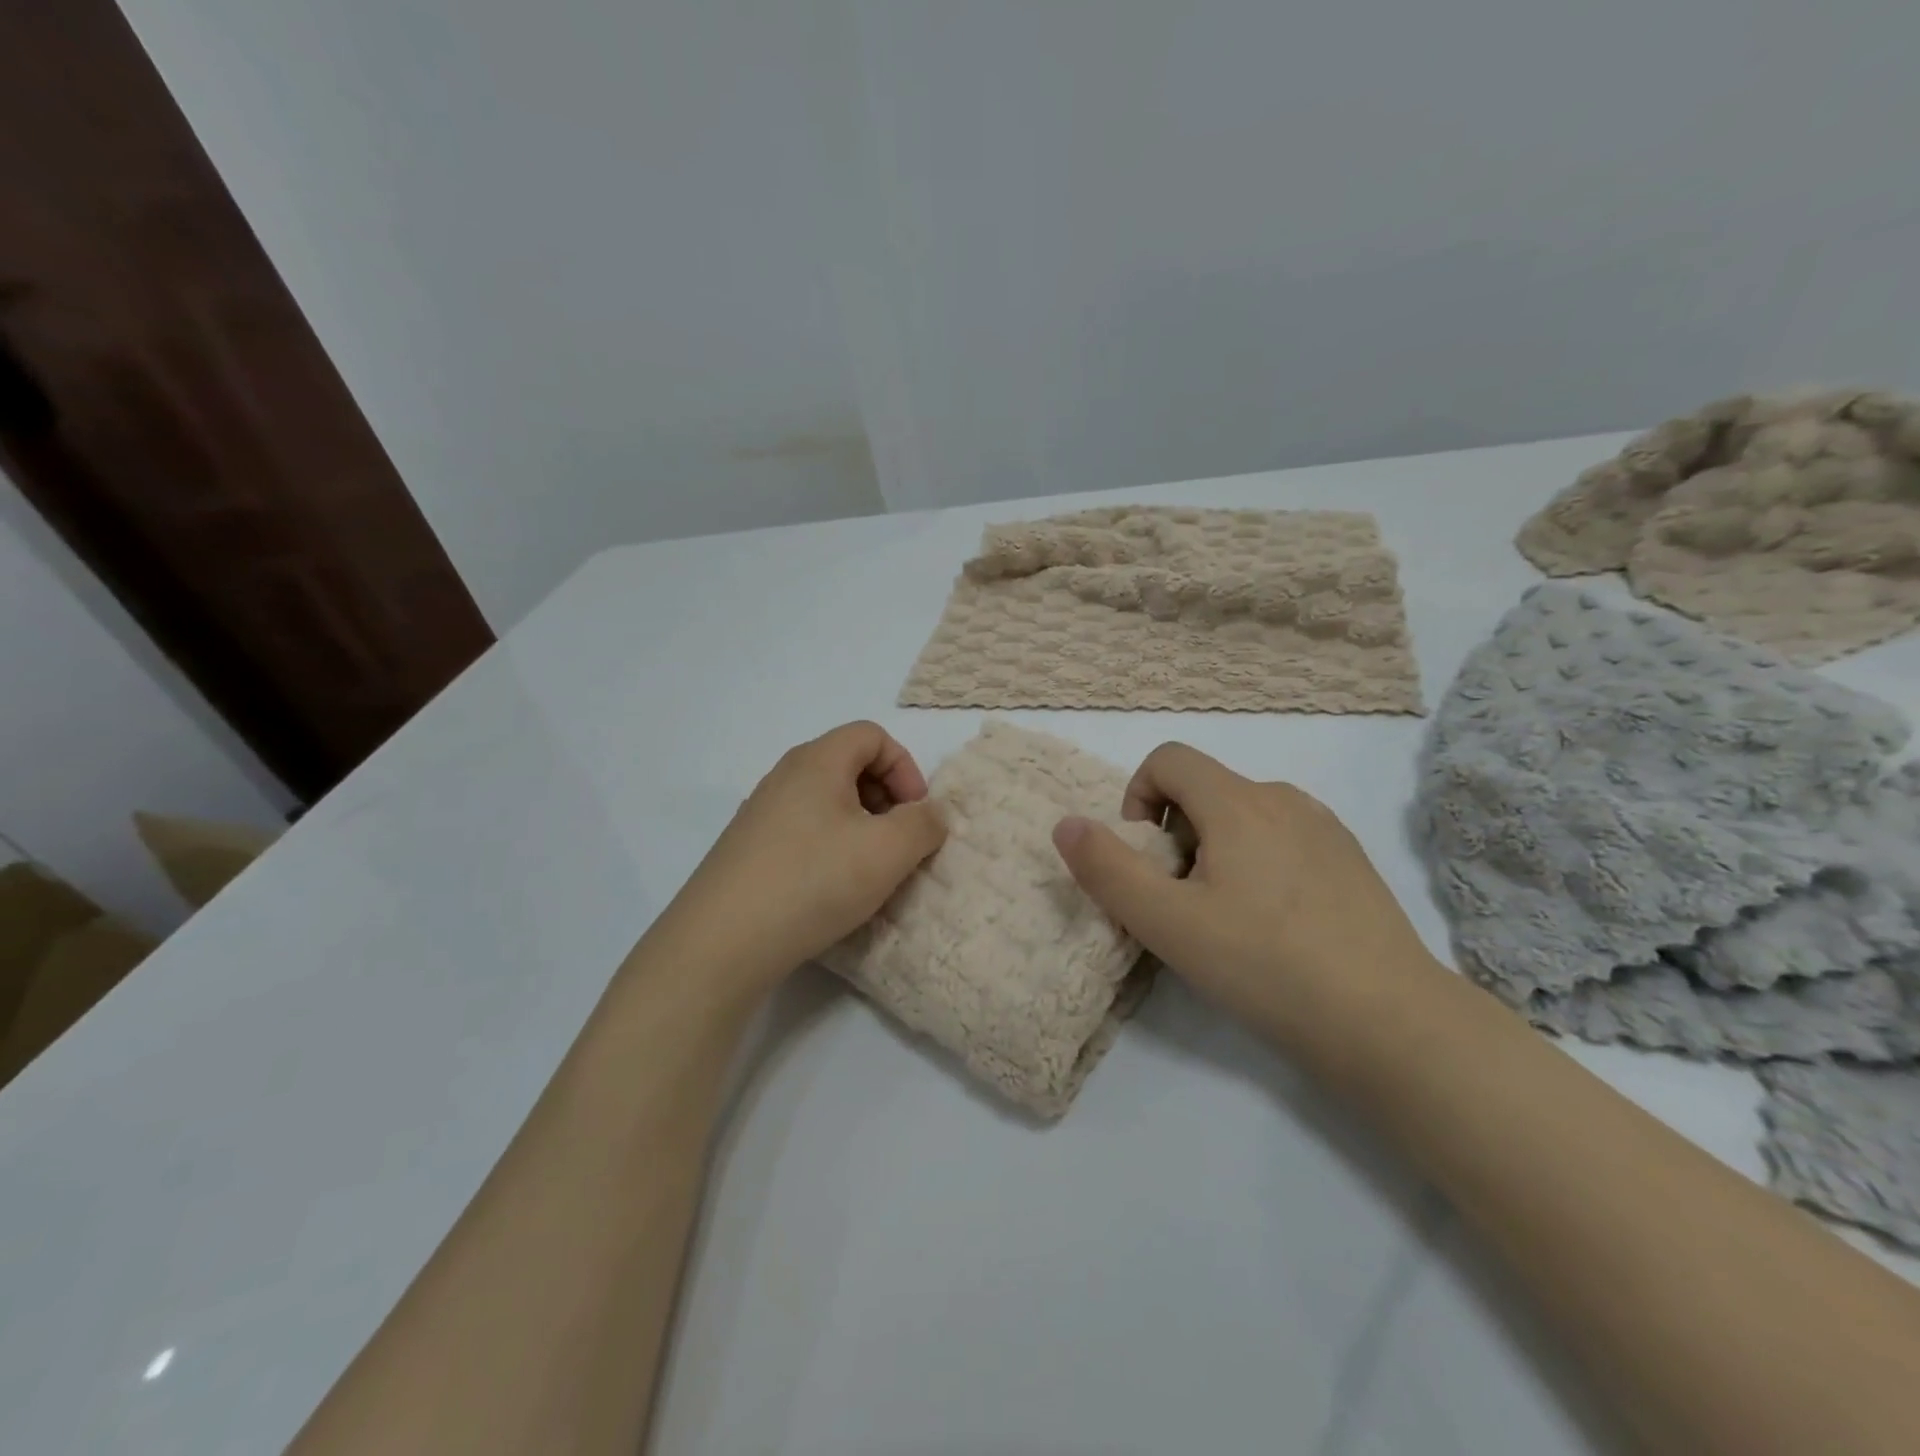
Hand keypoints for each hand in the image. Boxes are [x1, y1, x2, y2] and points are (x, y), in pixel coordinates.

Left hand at [652, 722, 946, 994]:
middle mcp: (785, 776)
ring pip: (826, 801)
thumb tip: (930, 813)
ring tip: (868, 871)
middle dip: (886, 798)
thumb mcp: (888, 852)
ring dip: (860, 827)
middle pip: (849, 765)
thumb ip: (923, 824)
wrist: (722, 942)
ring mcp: (760, 813)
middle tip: (897, 844)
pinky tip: (830, 890)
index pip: (872, 736)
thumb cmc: (813, 882)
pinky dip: (830, 847)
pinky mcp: (747, 848)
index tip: (915, 815)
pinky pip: (803, 830)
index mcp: (817, 761)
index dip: (905, 768)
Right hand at [1051, 742, 1444, 1060]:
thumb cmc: (1265, 965)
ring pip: (1243, 816)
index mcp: (1238, 802)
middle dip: (1174, 835)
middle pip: (1204, 790)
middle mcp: (1283, 799)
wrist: (1389, 1021)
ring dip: (1215, 851)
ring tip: (1226, 919)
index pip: (1168, 759)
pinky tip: (1275, 927)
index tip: (1146, 856)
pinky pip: (1282, 839)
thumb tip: (1066, 823)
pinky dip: (1258, 864)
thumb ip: (1107, 868)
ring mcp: (1324, 828)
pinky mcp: (1351, 860)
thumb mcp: (1167, 923)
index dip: (1138, 796)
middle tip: (1182, 902)